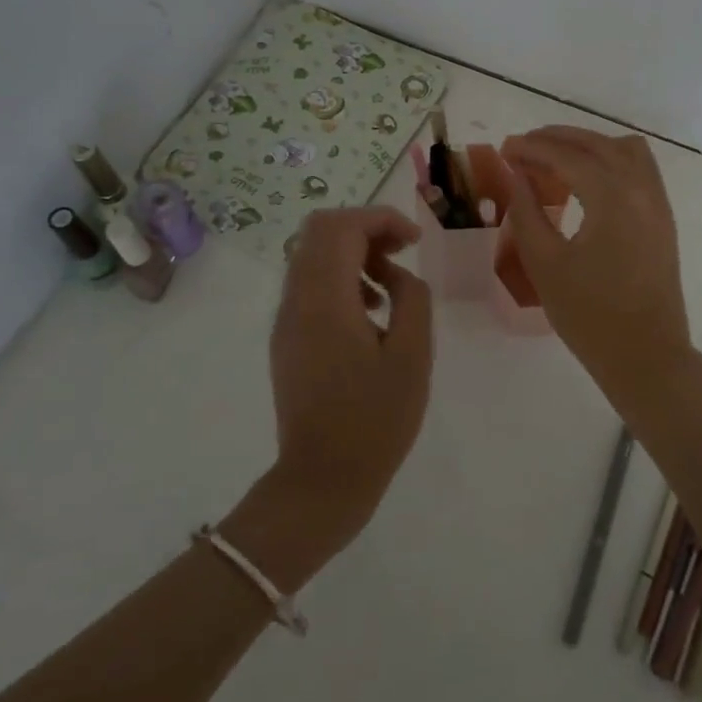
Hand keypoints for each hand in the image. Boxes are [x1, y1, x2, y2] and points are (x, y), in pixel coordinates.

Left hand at [260, 206, 434, 561]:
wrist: (321, 482)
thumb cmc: (375, 420)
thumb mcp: (412, 356)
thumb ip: (411, 297)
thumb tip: (395, 274)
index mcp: (324, 300)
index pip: (342, 227)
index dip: (381, 219)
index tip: (415, 241)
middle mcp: (296, 301)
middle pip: (320, 231)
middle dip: (364, 228)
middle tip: (401, 251)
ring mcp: (286, 320)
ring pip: (312, 255)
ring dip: (352, 252)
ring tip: (390, 284)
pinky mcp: (287, 339)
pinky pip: (309, 284)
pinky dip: (340, 278)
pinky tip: (370, 312)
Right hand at [501, 127, 694, 402]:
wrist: (646, 356)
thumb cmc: (589, 315)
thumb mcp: (545, 263)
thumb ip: (527, 212)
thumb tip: (517, 176)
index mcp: (612, 197)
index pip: (567, 156)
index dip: (532, 148)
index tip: (504, 148)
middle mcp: (641, 188)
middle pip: (597, 144)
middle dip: (557, 139)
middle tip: (522, 148)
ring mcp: (657, 202)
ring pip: (624, 150)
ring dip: (588, 146)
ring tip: (554, 160)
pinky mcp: (663, 217)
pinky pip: (639, 168)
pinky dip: (610, 161)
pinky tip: (586, 181)